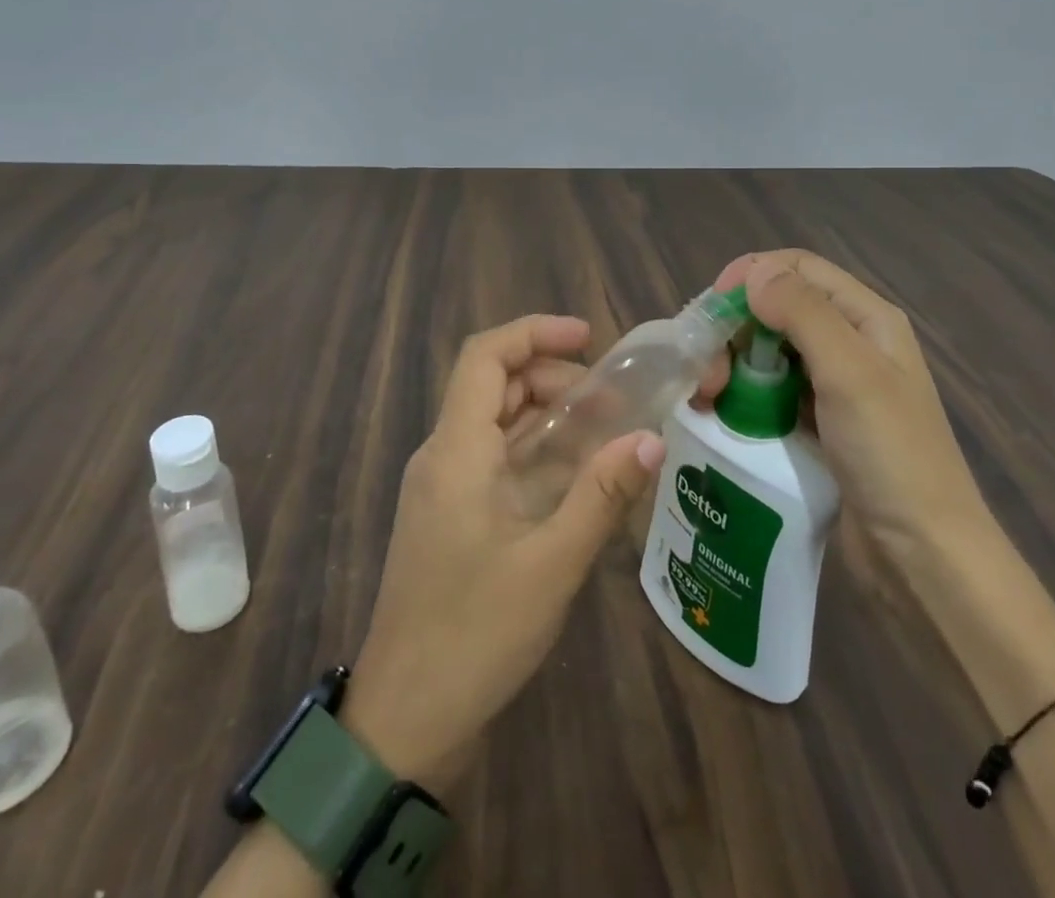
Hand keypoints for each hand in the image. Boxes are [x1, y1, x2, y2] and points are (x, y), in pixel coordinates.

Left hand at [339, 314, 698, 790]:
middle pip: (493, 384)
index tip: (589, 338)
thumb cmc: (475, 635)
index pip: (484, 356)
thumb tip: (650, 438)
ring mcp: (442, 488)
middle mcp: (442, 456)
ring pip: (494, 421)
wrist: (404, 722)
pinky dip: (534, 449)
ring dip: (545, 413)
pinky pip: (492, 458)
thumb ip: (602, 495)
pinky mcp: (449, 516)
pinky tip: (575, 476)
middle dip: (551, 375)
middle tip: (610, 399)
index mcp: (456, 450)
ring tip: (603, 430)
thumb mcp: (551, 564)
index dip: (535, 333)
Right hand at [713, 250, 988, 549]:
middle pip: (777, 309)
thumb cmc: (891, 456)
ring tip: (706, 396)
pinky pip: (769, 391)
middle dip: (735, 328)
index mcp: (867, 319)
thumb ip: (803, 313)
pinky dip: (741, 394)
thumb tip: (754, 272)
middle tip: (706, 369)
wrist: (923, 557)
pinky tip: (718, 413)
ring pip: (768, 351)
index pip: (799, 269)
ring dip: (732, 363)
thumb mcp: (850, 373)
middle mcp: (849, 343)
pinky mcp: (815, 424)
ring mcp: (832, 386)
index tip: (711, 307)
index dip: (751, 275)